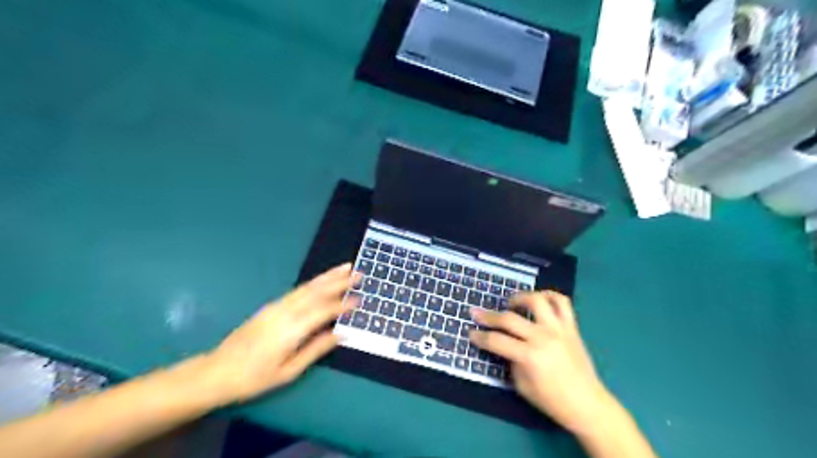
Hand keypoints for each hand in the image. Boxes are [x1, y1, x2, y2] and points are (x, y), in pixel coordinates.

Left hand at [199, 263, 357, 404]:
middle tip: (358, 273)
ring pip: (307, 287)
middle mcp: (285, 312)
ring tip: (345, 267)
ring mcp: (276, 306)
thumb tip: (340, 335)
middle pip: (316, 291)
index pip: (323, 311)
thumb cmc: (254, 378)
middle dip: (339, 281)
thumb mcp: (288, 371)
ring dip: (327, 276)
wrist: (216, 372)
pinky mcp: (271, 306)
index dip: (342, 305)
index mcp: (291, 329)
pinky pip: (298, 289)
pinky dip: (314, 282)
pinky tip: (321, 280)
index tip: (359, 299)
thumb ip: (316, 349)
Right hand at [470, 291, 609, 434]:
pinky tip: (539, 300)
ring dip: (520, 298)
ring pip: (536, 301)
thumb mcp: (522, 385)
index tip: (470, 333)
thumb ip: (510, 361)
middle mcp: (543, 337)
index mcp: (529, 356)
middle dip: (488, 316)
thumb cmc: (552, 400)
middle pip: (509, 319)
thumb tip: (504, 344)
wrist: (588, 404)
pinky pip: (562, 302)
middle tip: (475, 312)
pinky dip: (549, 295)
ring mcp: (559, 329)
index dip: (480, 337)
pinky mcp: (571, 327)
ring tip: (511, 304)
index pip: (497, 341)